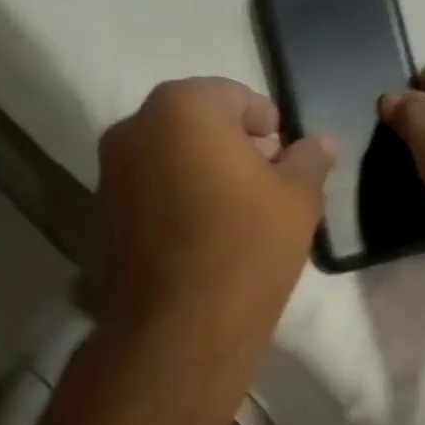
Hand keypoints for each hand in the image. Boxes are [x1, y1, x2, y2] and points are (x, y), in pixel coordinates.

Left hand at [97, 78, 334, 348]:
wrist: (181, 326)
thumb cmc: (248, 246)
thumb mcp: (298, 198)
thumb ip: (309, 159)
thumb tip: (321, 143)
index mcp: (184, 106)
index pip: (238, 98)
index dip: (269, 127)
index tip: (285, 160)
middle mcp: (136, 125)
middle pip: (198, 121)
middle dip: (234, 144)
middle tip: (266, 181)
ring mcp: (111, 168)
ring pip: (170, 152)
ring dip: (202, 167)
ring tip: (235, 208)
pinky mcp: (102, 208)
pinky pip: (149, 184)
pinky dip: (176, 192)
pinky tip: (202, 229)